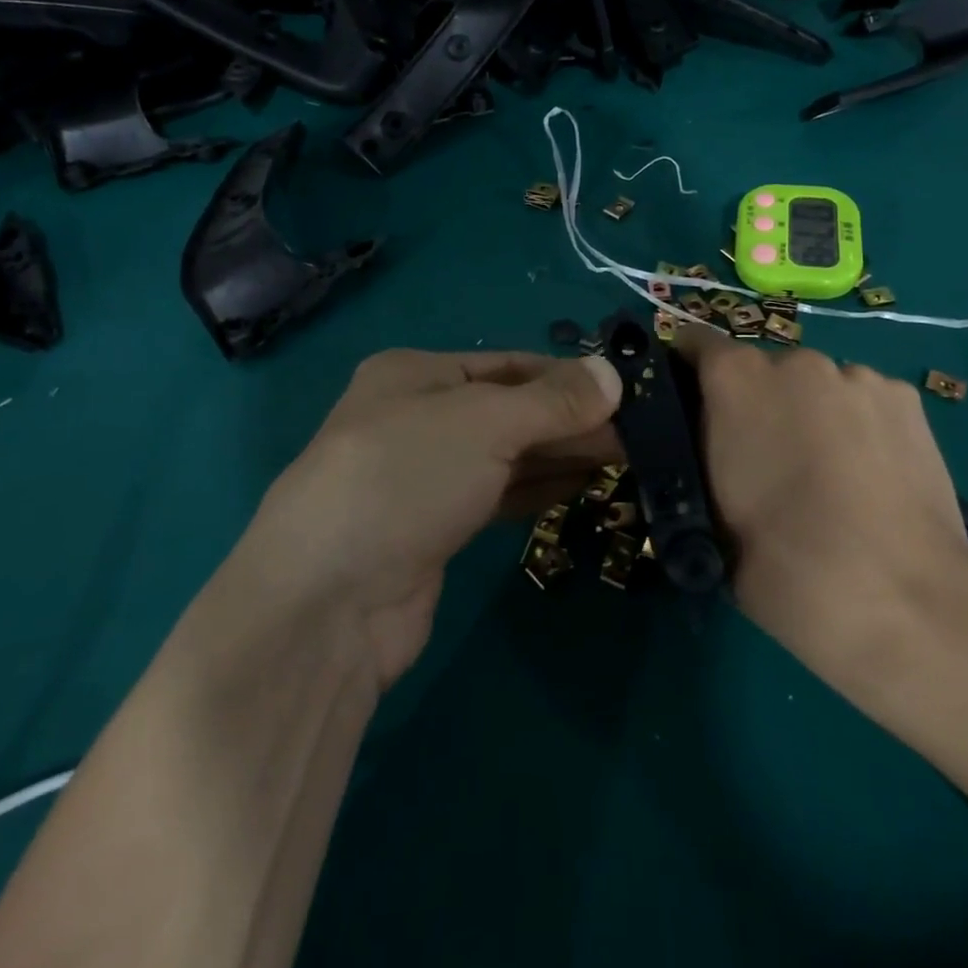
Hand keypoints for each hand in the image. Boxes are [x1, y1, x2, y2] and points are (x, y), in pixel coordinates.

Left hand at [231, 349, 622, 689]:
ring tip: (627, 455)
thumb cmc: (404, 478)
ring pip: (507, 455)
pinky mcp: (434, 531)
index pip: (508, 364)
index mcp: (415, 374)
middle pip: (511, 410)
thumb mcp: (483, 422)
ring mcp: (424, 477)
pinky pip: (498, 497)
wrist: (327, 603)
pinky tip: (583, 487)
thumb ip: (552, 401)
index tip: (626, 390)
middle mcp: (417, 418)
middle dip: (571, 418)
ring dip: (561, 454)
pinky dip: (539, 489)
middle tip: (640, 431)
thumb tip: (614, 374)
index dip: (567, 375)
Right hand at [673, 324, 967, 700]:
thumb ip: (697, 452)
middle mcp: (794, 360)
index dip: (687, 373)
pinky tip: (871, 475)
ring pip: (816, 386)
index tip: (692, 411)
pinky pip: (862, 400)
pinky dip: (857, 425)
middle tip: (765, 462)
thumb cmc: (778, 560)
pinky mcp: (905, 399)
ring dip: (809, 413)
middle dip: (756, 403)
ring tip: (829, 475)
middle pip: (762, 369)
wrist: (896, 598)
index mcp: (734, 377)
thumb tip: (702, 438)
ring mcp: (856, 375)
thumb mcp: (704, 508)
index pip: (694, 342)